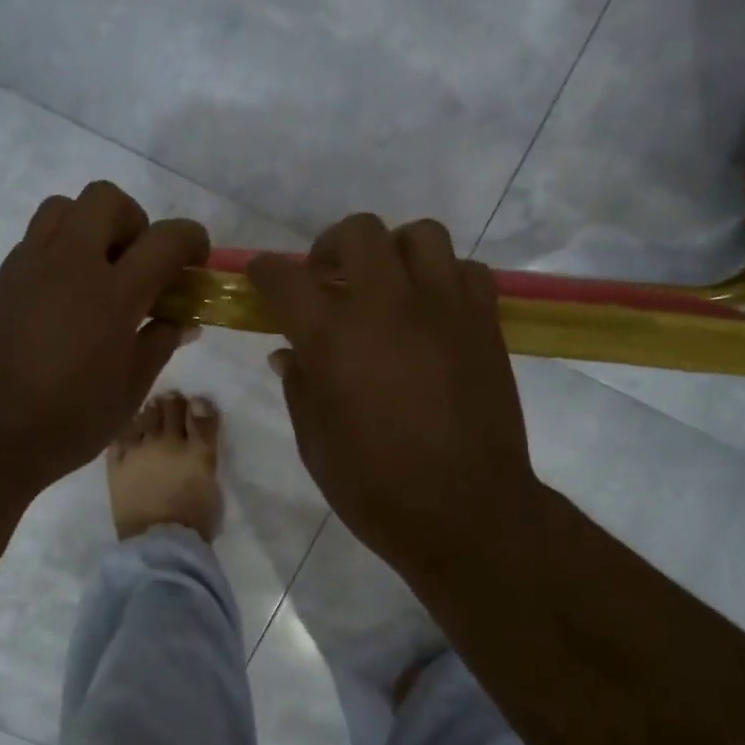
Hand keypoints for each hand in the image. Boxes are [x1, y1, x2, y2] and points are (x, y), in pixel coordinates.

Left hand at [0, 182, 208, 503]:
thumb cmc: (68, 423)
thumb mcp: (130, 391)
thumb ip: (159, 343)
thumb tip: (180, 318)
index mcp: (112, 296)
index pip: (165, 239)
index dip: (191, 240)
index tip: (194, 260)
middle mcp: (69, 266)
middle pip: (106, 198)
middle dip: (134, 220)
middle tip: (137, 264)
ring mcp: (27, 267)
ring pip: (63, 208)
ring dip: (89, 226)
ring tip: (95, 273)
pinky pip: (34, 241)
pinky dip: (59, 252)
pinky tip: (61, 300)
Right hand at [250, 215, 542, 588]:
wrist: (465, 511)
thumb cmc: (375, 487)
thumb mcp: (315, 443)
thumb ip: (299, 386)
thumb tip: (289, 352)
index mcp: (332, 337)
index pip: (286, 278)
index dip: (265, 272)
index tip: (260, 276)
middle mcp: (387, 305)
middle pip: (357, 233)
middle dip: (331, 246)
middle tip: (327, 278)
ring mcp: (443, 308)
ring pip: (420, 235)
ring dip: (394, 252)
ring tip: (386, 286)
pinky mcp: (484, 323)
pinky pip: (466, 270)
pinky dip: (442, 278)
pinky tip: (431, 311)